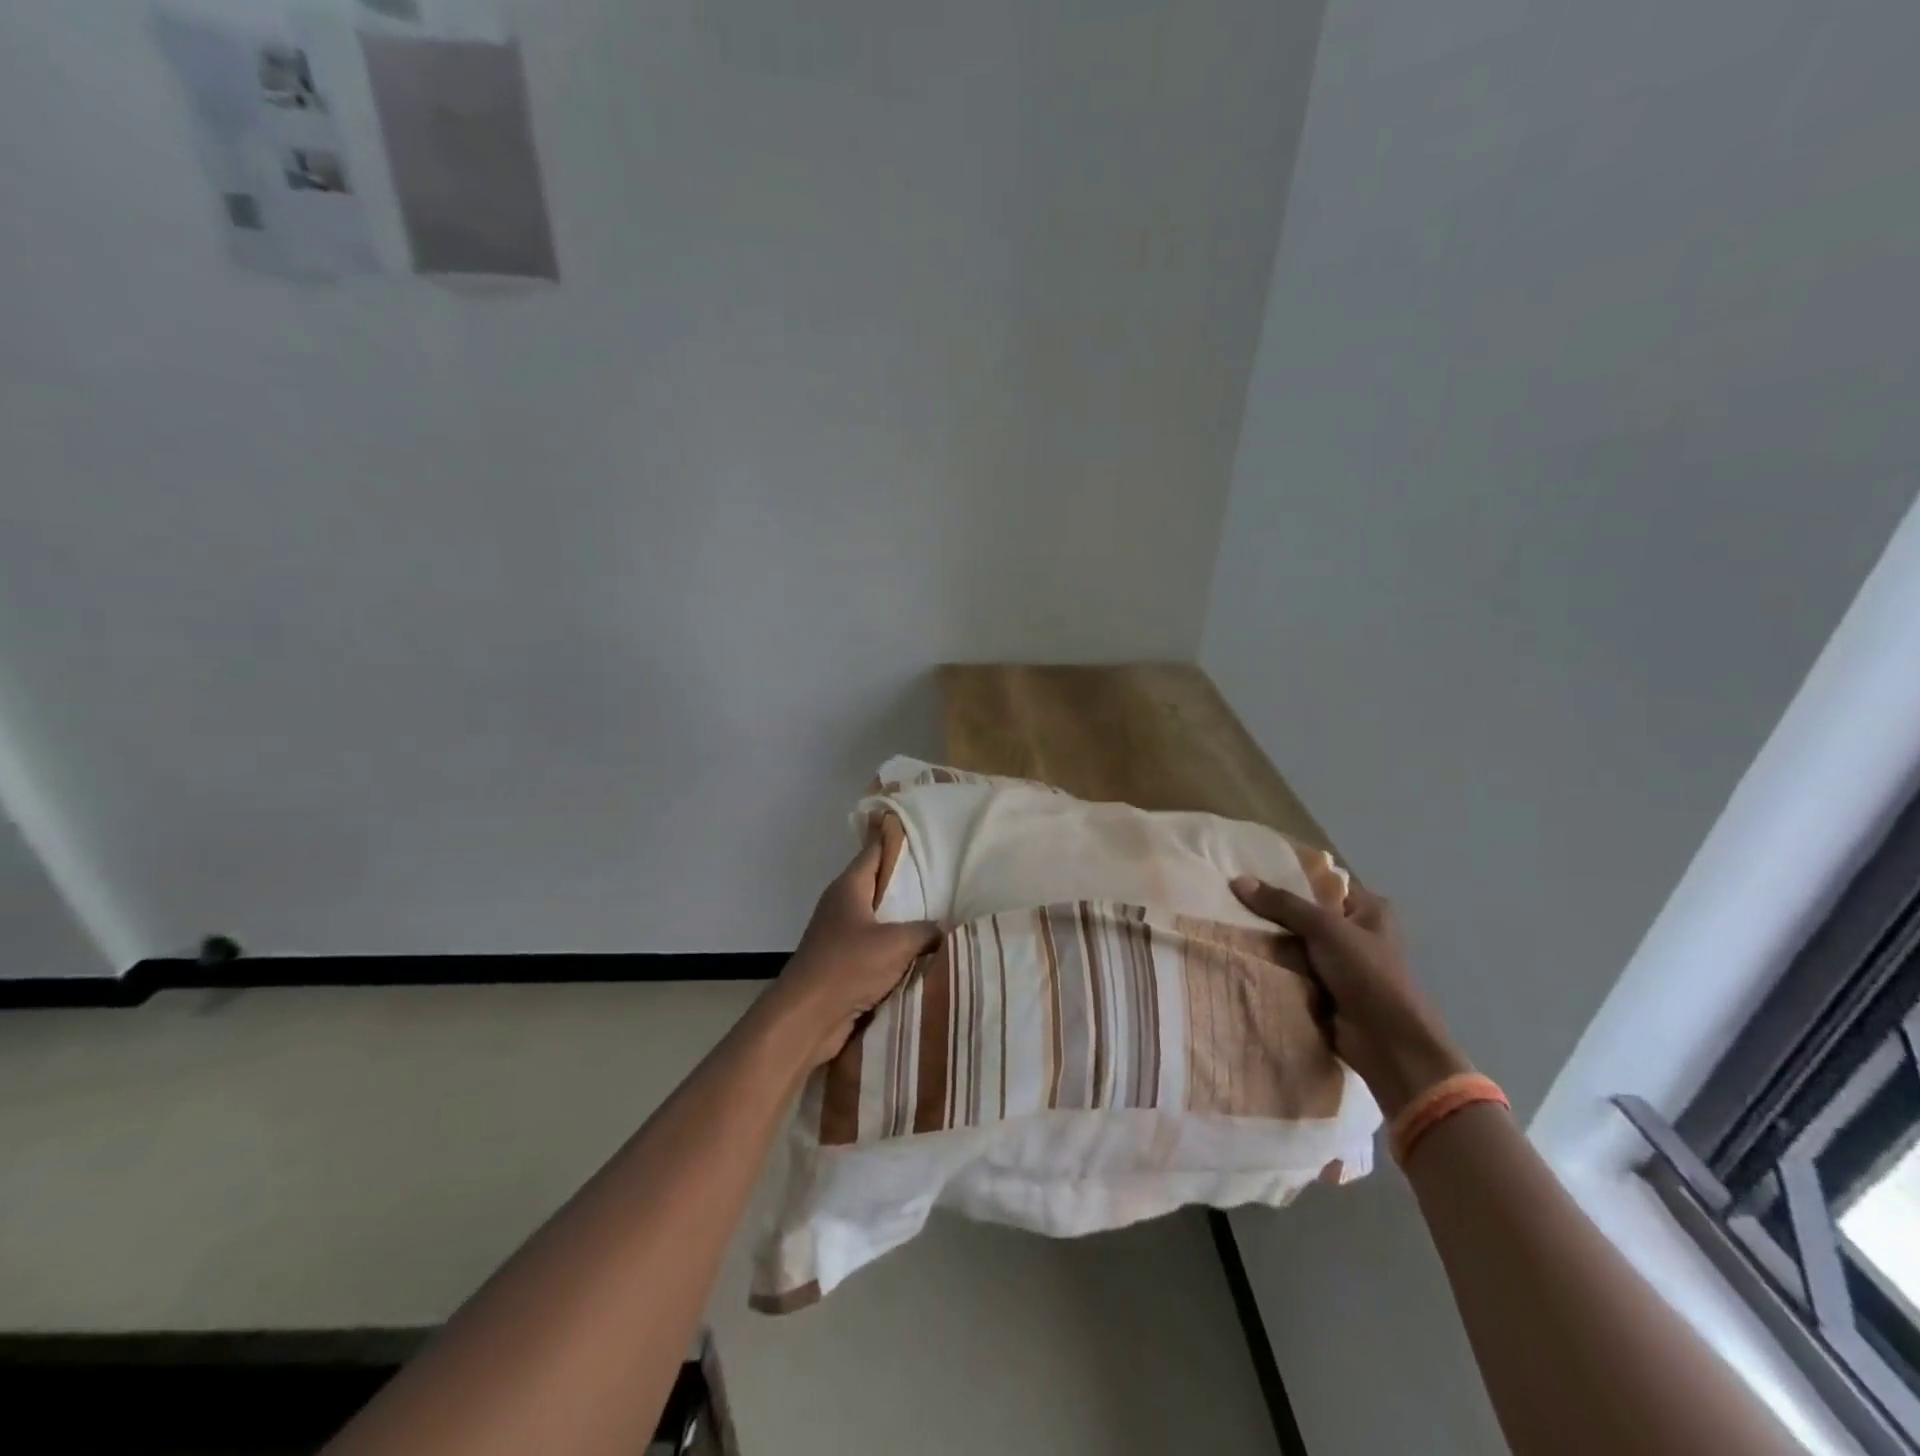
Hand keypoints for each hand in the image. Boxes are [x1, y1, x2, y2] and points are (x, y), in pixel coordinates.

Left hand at [765, 841, 940, 1069]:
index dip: (892, 836)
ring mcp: (839, 935)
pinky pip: (876, 946)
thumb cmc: (848, 966)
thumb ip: (925, 931)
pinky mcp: (842, 963)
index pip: (874, 851)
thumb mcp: (896, 943)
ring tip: (940, 910)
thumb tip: (943, 929)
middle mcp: (842, 905)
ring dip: (902, 917)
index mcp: (849, 887)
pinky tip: (921, 950)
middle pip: (878, 884)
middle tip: (943, 870)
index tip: (915, 824)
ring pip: (878, 917)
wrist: (807, 1018)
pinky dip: (895, 946)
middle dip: (907, 879)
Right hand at [1229, 874, 1471, 1117]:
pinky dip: (1275, 965)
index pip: (1321, 883)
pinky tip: (1243, 953)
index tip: (1247, 872)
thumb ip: (1282, 904)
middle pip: (1305, 913)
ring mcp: (1341, 963)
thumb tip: (1237, 880)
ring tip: (1228, 924)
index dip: (1287, 877)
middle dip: (1272, 911)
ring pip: (1296, 942)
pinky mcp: (1326, 989)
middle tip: (1230, 899)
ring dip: (1271, 940)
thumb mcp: (1325, 929)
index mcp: (1368, 909)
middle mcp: (1356, 932)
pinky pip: (1293, 968)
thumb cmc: (1367, 974)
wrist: (1387, 1043)